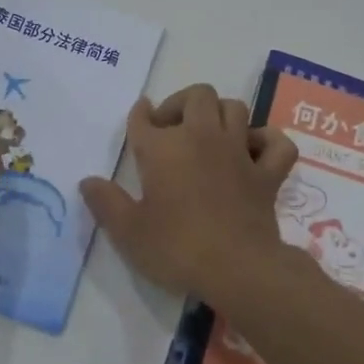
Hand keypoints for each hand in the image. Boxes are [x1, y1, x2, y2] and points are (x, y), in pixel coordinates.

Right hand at [81, 84, 297, 300]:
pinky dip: (267, 141)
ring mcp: (238, 152)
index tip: (141, 115)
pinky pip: (276, 143)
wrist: (237, 268)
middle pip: (197, 96)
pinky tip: (255, 150)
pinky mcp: (267, 173)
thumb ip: (105, 203)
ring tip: (209, 133)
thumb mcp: (128, 231)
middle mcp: (201, 137)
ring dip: (221, 114)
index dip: (140, 115)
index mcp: (163, 148)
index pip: (145, 119)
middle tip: (171, 127)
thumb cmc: (176, 247)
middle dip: (182, 103)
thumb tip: (87, 181)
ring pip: (235, 108)